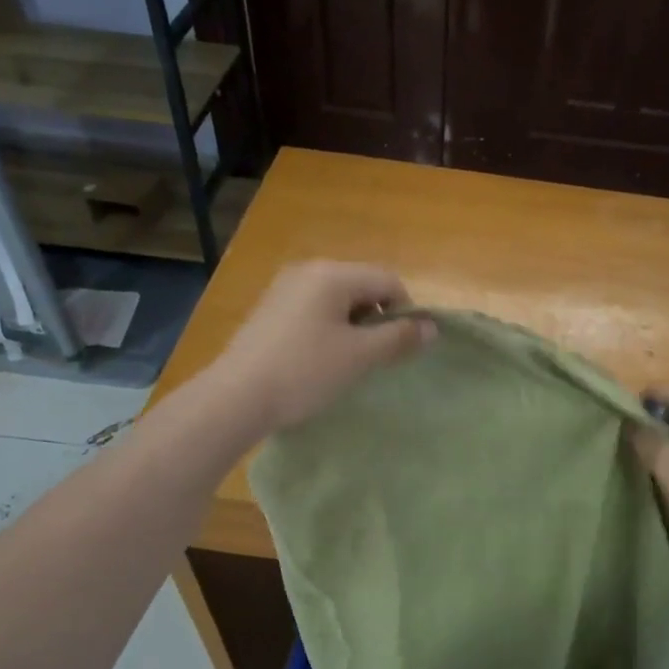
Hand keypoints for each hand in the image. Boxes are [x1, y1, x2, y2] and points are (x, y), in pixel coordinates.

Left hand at [211, 261, 434, 429]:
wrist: (236, 398)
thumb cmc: (305, 372)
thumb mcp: (360, 356)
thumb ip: (399, 337)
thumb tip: (433, 327)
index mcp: (332, 274)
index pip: (388, 281)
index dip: (406, 311)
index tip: (402, 347)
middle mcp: (307, 271)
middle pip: (362, 286)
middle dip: (378, 319)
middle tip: (376, 357)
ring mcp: (284, 289)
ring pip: (338, 300)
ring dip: (354, 326)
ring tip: (348, 361)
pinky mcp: (270, 310)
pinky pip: (314, 310)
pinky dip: (329, 329)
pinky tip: (320, 359)